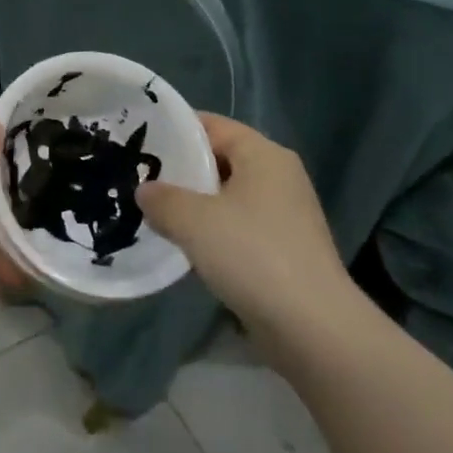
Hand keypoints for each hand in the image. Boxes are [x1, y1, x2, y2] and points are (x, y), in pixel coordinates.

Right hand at [137, 114, 360, 359]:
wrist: (312, 327)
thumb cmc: (252, 254)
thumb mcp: (193, 220)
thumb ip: (162, 199)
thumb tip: (146, 191)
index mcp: (264, 154)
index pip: (213, 125)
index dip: (175, 130)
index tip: (140, 141)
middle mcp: (280, 176)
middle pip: (221, 159)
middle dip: (182, 169)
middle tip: (140, 178)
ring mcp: (286, 214)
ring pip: (229, 196)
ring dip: (196, 204)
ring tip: (155, 211)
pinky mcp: (286, 249)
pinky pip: (240, 226)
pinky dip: (214, 230)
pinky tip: (187, 246)